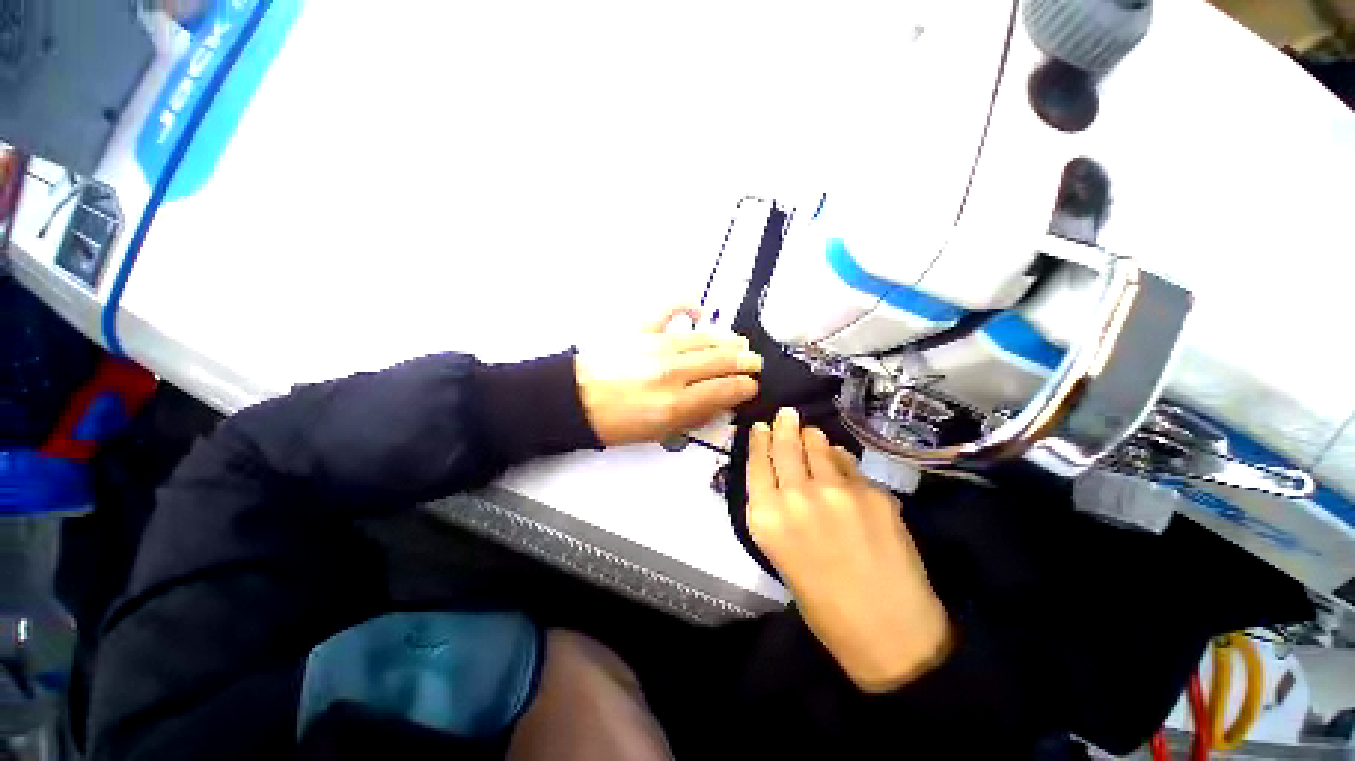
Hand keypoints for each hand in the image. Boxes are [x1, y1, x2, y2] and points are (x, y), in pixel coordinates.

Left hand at [575, 307, 761, 445]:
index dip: (744, 387)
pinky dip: (686, 306)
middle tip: (753, 362)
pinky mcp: (639, 328)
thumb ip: (692, 417)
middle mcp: (670, 372)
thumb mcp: (657, 433)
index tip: (751, 385)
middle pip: (720, 360)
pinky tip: (698, 311)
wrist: (574, 399)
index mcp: (674, 403)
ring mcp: (655, 345)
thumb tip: (719, 402)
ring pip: (704, 338)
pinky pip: (669, 309)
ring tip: (739, 343)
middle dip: (744, 361)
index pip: (724, 389)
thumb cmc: (612, 421)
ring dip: (727, 340)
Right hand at [746, 408, 951, 691]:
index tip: (760, 427)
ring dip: (811, 435)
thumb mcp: (782, 555)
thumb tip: (791, 473)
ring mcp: (836, 491)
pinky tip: (838, 457)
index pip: (756, 463)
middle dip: (783, 425)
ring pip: (818, 446)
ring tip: (809, 430)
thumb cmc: (824, 603)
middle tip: (786, 414)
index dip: (758, 441)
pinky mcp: (871, 492)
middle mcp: (796, 497)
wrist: (888, 634)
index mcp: (767, 518)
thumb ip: (779, 510)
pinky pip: (848, 463)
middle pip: (785, 447)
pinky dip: (840, 457)